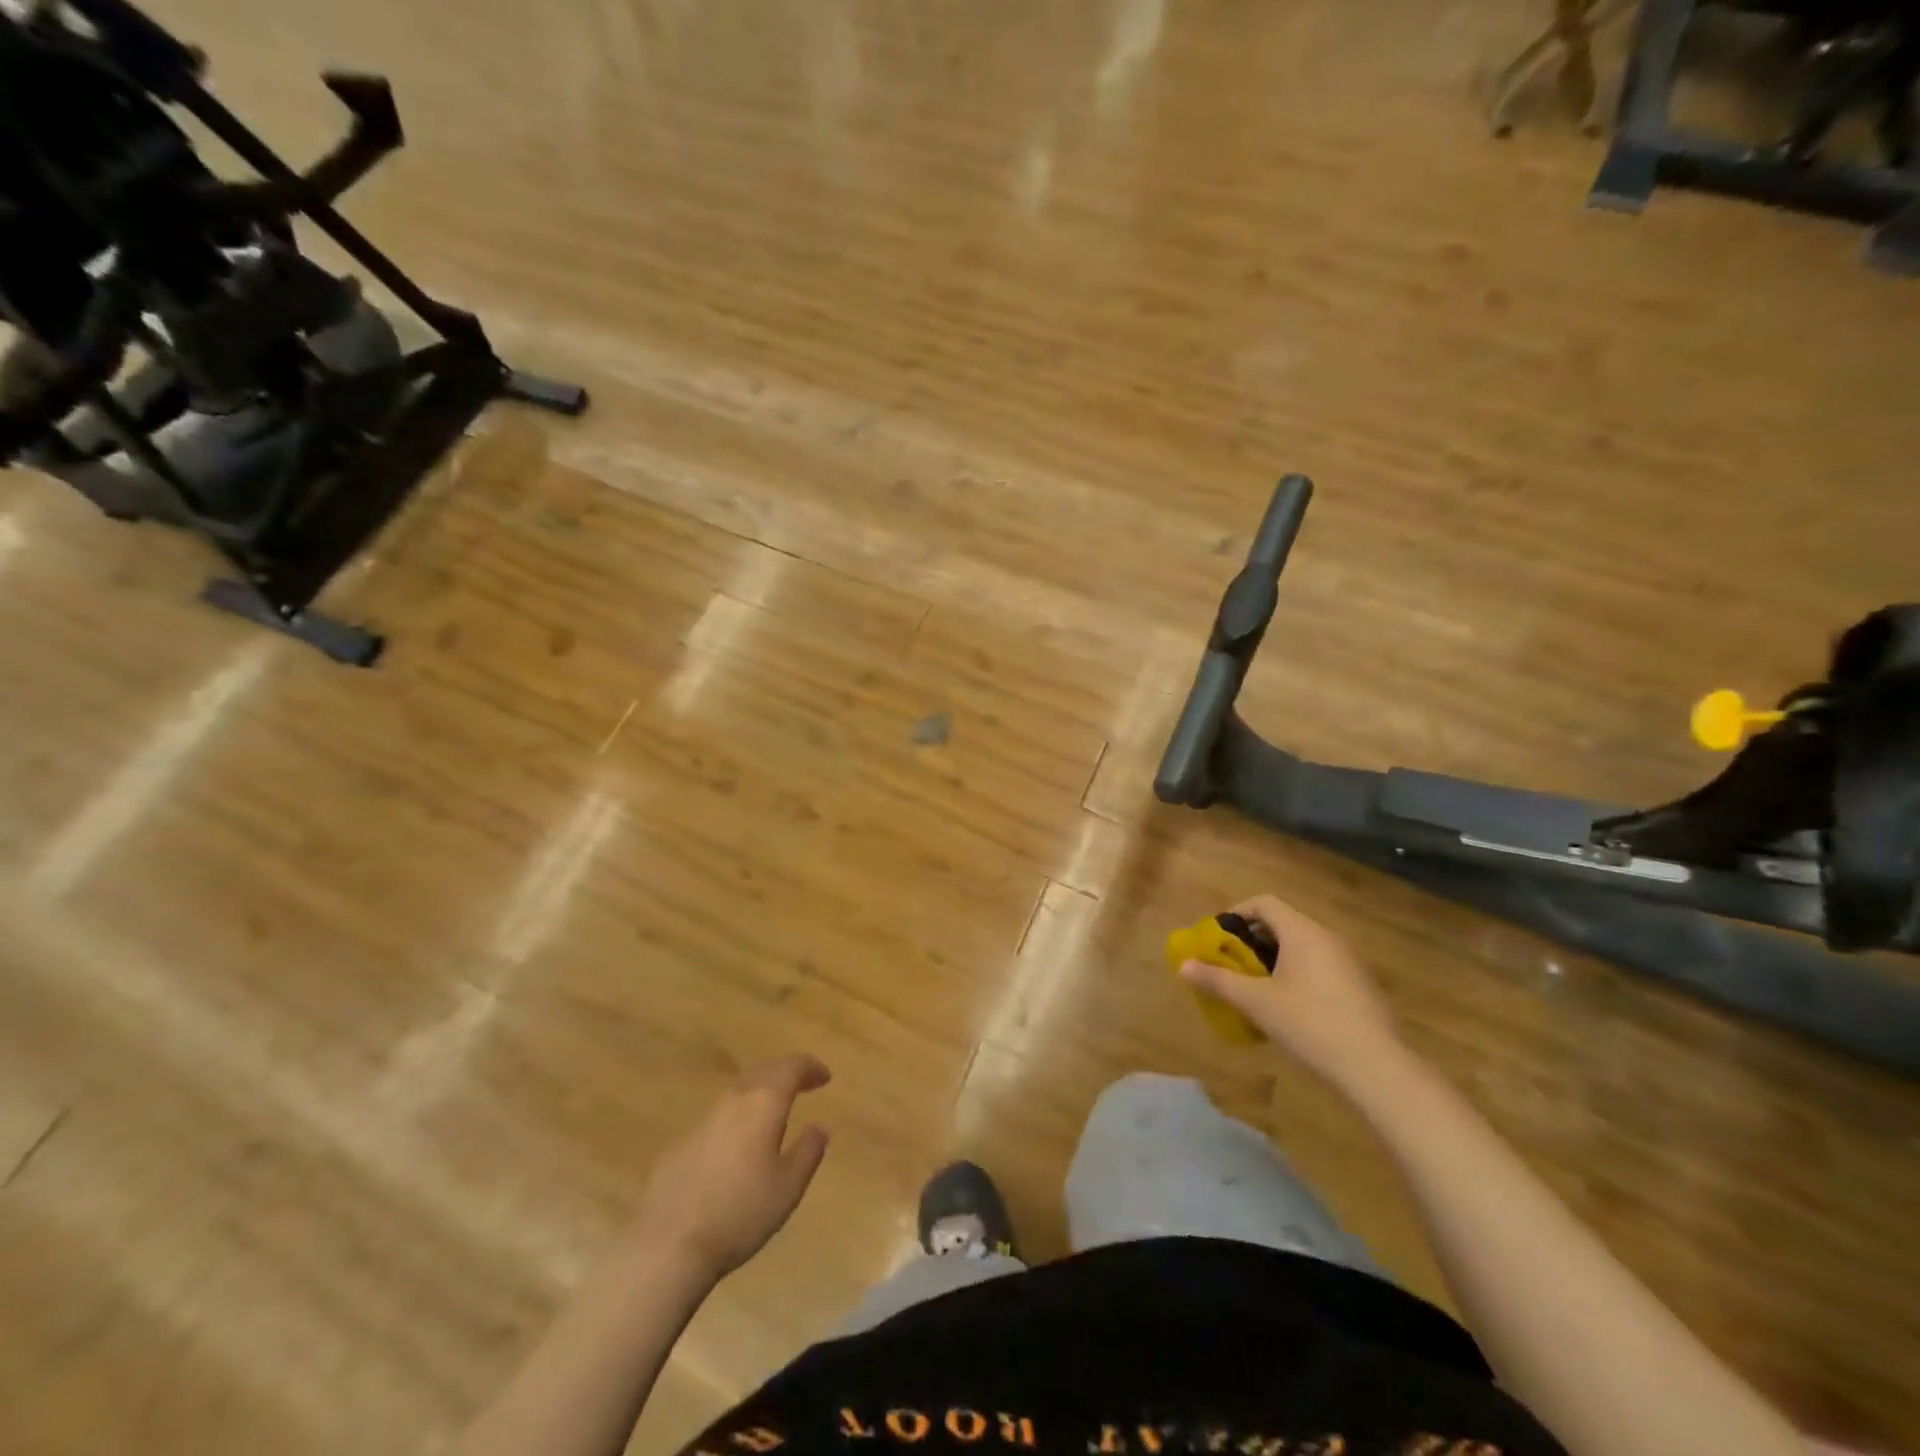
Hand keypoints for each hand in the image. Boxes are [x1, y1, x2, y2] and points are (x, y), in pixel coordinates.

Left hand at [629, 1056, 831, 1280]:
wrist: (667, 1244)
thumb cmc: (739, 1213)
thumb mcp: (788, 1187)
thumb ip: (809, 1151)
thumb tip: (820, 1126)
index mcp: (763, 1103)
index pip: (791, 1068)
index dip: (810, 1067)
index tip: (824, 1076)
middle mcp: (733, 1100)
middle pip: (763, 1071)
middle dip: (785, 1072)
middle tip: (802, 1083)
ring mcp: (702, 1119)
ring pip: (738, 1090)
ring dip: (760, 1091)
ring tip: (773, 1108)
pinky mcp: (681, 1142)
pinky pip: (718, 1115)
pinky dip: (737, 1115)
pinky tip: (738, 1140)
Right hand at [1179, 894, 1402, 1086]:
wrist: (1377, 1067)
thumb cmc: (1309, 1023)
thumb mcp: (1256, 1002)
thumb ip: (1218, 980)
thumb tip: (1182, 966)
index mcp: (1303, 932)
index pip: (1264, 903)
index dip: (1237, 914)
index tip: (1219, 937)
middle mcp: (1328, 938)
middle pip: (1283, 924)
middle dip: (1253, 941)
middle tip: (1233, 965)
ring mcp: (1350, 962)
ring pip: (1303, 947)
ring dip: (1276, 959)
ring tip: (1257, 988)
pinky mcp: (1362, 987)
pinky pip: (1321, 967)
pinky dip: (1299, 975)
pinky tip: (1291, 1009)